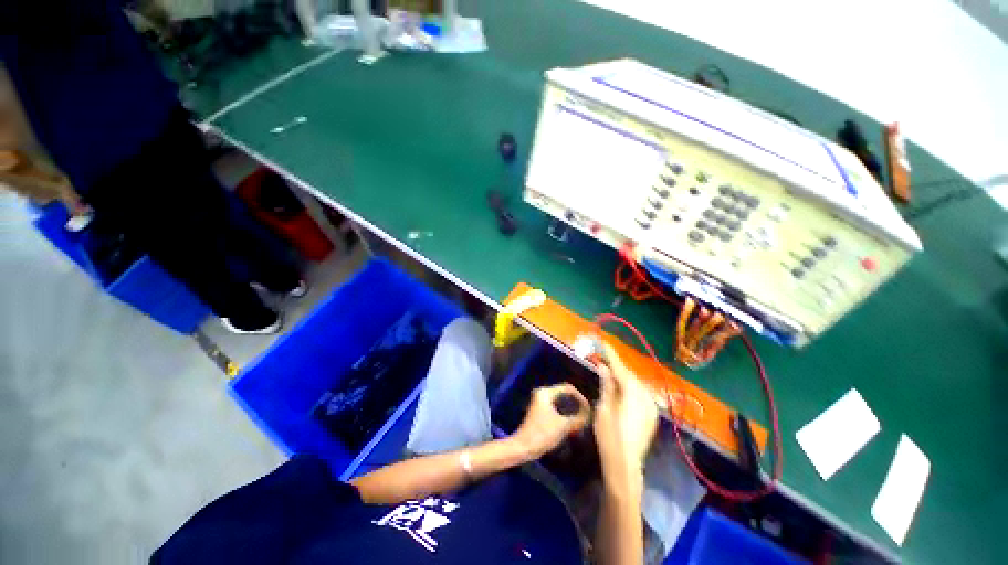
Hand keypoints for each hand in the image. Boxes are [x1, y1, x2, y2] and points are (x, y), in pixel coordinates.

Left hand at [512, 384, 590, 459]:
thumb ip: (578, 418)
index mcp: (546, 393)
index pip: (568, 388)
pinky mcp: (539, 411)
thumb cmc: (542, 434)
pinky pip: (555, 407)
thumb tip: (590, 414)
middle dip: (576, 403)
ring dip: (571, 409)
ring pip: (560, 401)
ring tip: (581, 419)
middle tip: (587, 414)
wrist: (523, 447)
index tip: (588, 409)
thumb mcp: (564, 426)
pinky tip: (571, 423)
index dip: (580, 397)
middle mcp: (542, 393)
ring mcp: (539, 402)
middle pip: (564, 394)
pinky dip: (564, 413)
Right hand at [593, 343, 658, 488]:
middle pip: (628, 375)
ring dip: (622, 377)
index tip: (603, 342)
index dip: (610, 354)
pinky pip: (640, 394)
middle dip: (616, 367)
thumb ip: (607, 385)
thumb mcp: (603, 408)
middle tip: (602, 360)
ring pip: (635, 384)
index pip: (620, 368)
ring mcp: (651, 406)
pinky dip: (629, 388)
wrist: (626, 465)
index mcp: (632, 392)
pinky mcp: (652, 415)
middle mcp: (646, 396)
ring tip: (609, 373)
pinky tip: (621, 390)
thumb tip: (604, 367)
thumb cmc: (610, 436)